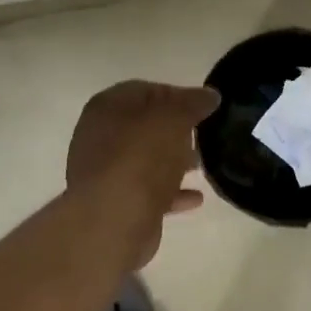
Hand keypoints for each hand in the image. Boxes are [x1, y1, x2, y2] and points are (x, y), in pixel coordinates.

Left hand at [66, 81, 219, 266]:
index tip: (205, 108)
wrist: (113, 220)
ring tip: (203, 165)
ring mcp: (105, 172)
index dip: (177, 95)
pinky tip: (196, 198)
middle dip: (177, 130)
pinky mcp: (116, 203)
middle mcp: (100, 136)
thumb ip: (192, 103)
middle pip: (145, 126)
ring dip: (174, 161)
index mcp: (108, 107)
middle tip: (205, 136)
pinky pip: (148, 192)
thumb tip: (209, 95)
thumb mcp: (174, 119)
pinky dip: (171, 192)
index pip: (145, 90)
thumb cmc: (141, 158)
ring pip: (146, 160)